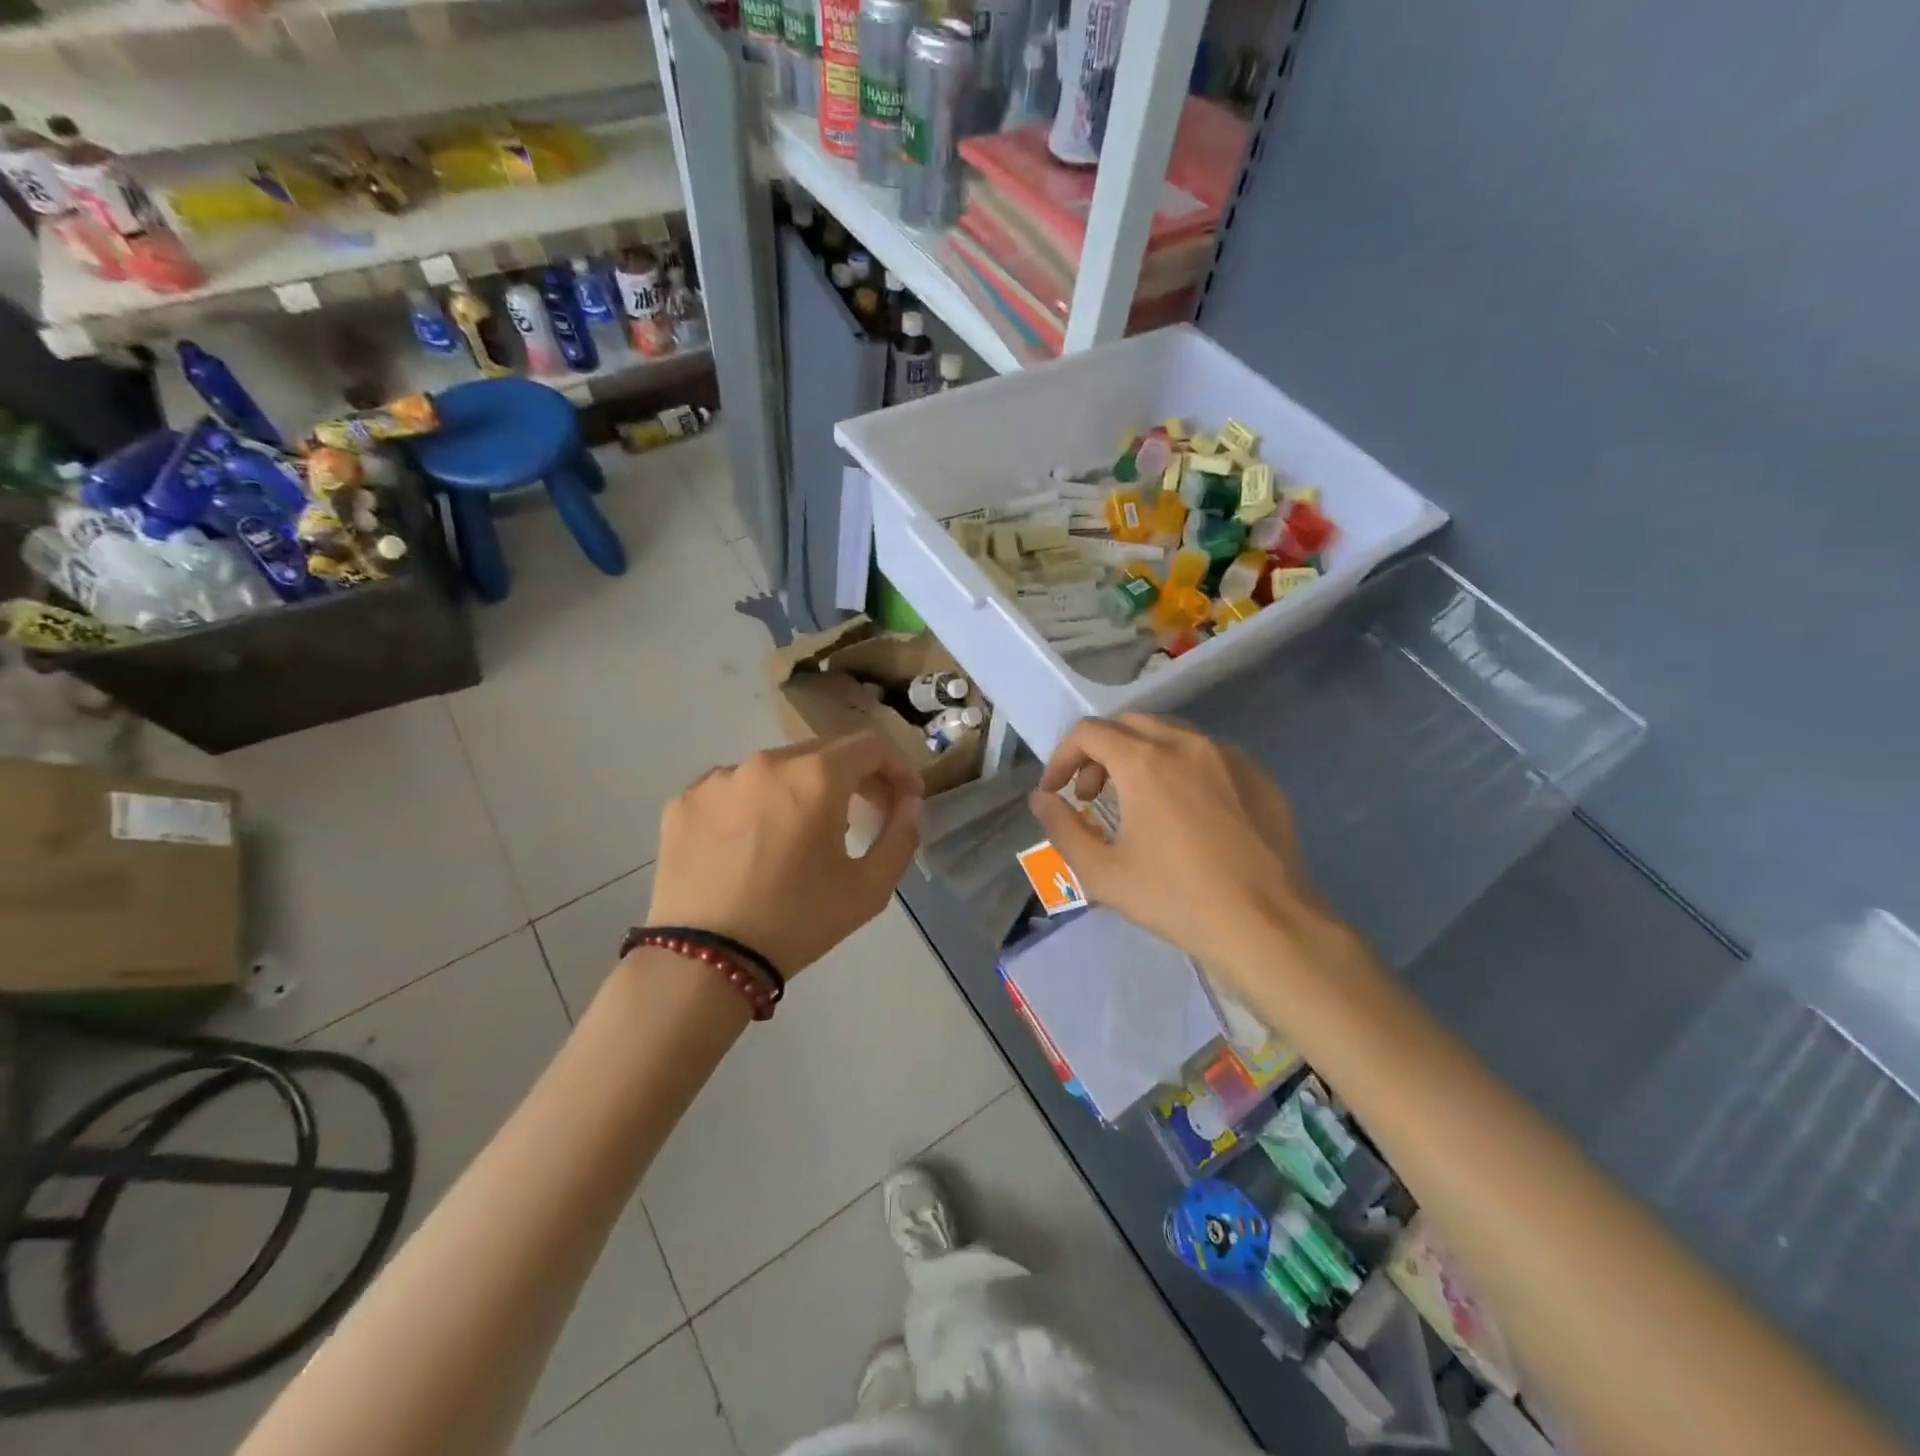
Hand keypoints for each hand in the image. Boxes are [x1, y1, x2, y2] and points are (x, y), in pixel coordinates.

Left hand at [648, 732, 922, 978]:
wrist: (705, 962)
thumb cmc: (798, 922)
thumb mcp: (869, 888)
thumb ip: (902, 834)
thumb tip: (908, 801)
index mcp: (815, 776)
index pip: (870, 746)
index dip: (895, 768)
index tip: (901, 799)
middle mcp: (766, 762)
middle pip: (823, 752)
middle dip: (851, 778)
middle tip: (861, 815)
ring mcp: (719, 778)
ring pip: (776, 770)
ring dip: (800, 791)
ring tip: (799, 836)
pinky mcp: (684, 800)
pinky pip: (734, 789)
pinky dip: (753, 806)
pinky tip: (752, 846)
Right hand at [1029, 714, 1343, 982]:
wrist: (1267, 926)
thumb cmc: (1176, 900)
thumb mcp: (1102, 872)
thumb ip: (1061, 828)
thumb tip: (1042, 799)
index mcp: (1145, 762)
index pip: (1089, 733)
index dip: (1062, 758)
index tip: (1056, 791)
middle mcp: (1188, 744)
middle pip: (1129, 724)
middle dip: (1099, 753)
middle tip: (1092, 796)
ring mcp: (1230, 756)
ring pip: (1171, 734)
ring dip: (1140, 755)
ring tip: (1136, 800)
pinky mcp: (1259, 776)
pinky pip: (1209, 754)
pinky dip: (1181, 768)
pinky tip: (1186, 812)